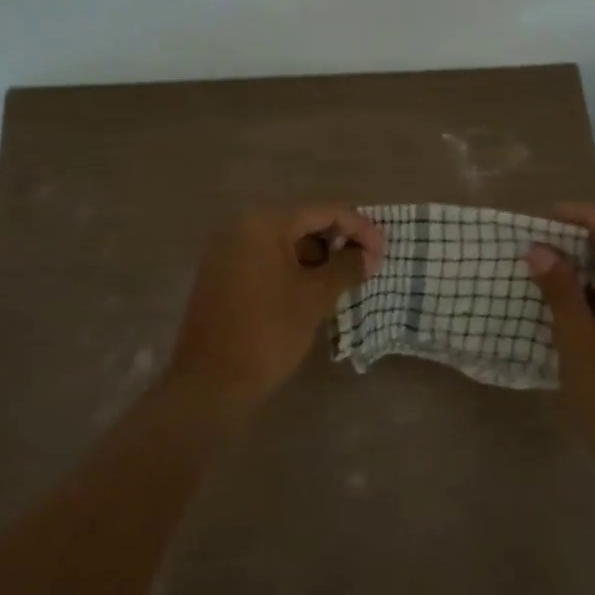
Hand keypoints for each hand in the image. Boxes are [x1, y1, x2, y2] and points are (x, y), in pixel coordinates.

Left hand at [166, 206, 383, 409]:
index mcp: (263, 224)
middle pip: (302, 222)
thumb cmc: (268, 332)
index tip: (383, 253)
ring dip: (318, 256)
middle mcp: (241, 227)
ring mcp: (227, 251)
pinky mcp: (222, 275)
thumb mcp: (315, 298)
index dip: (359, 229)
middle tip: (367, 265)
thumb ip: (346, 268)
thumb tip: (368, 256)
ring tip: (345, 279)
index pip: (323, 212)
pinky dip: (294, 268)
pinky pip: (266, 260)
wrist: (210, 383)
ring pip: (284, 242)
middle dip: (339, 241)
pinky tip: (314, 289)